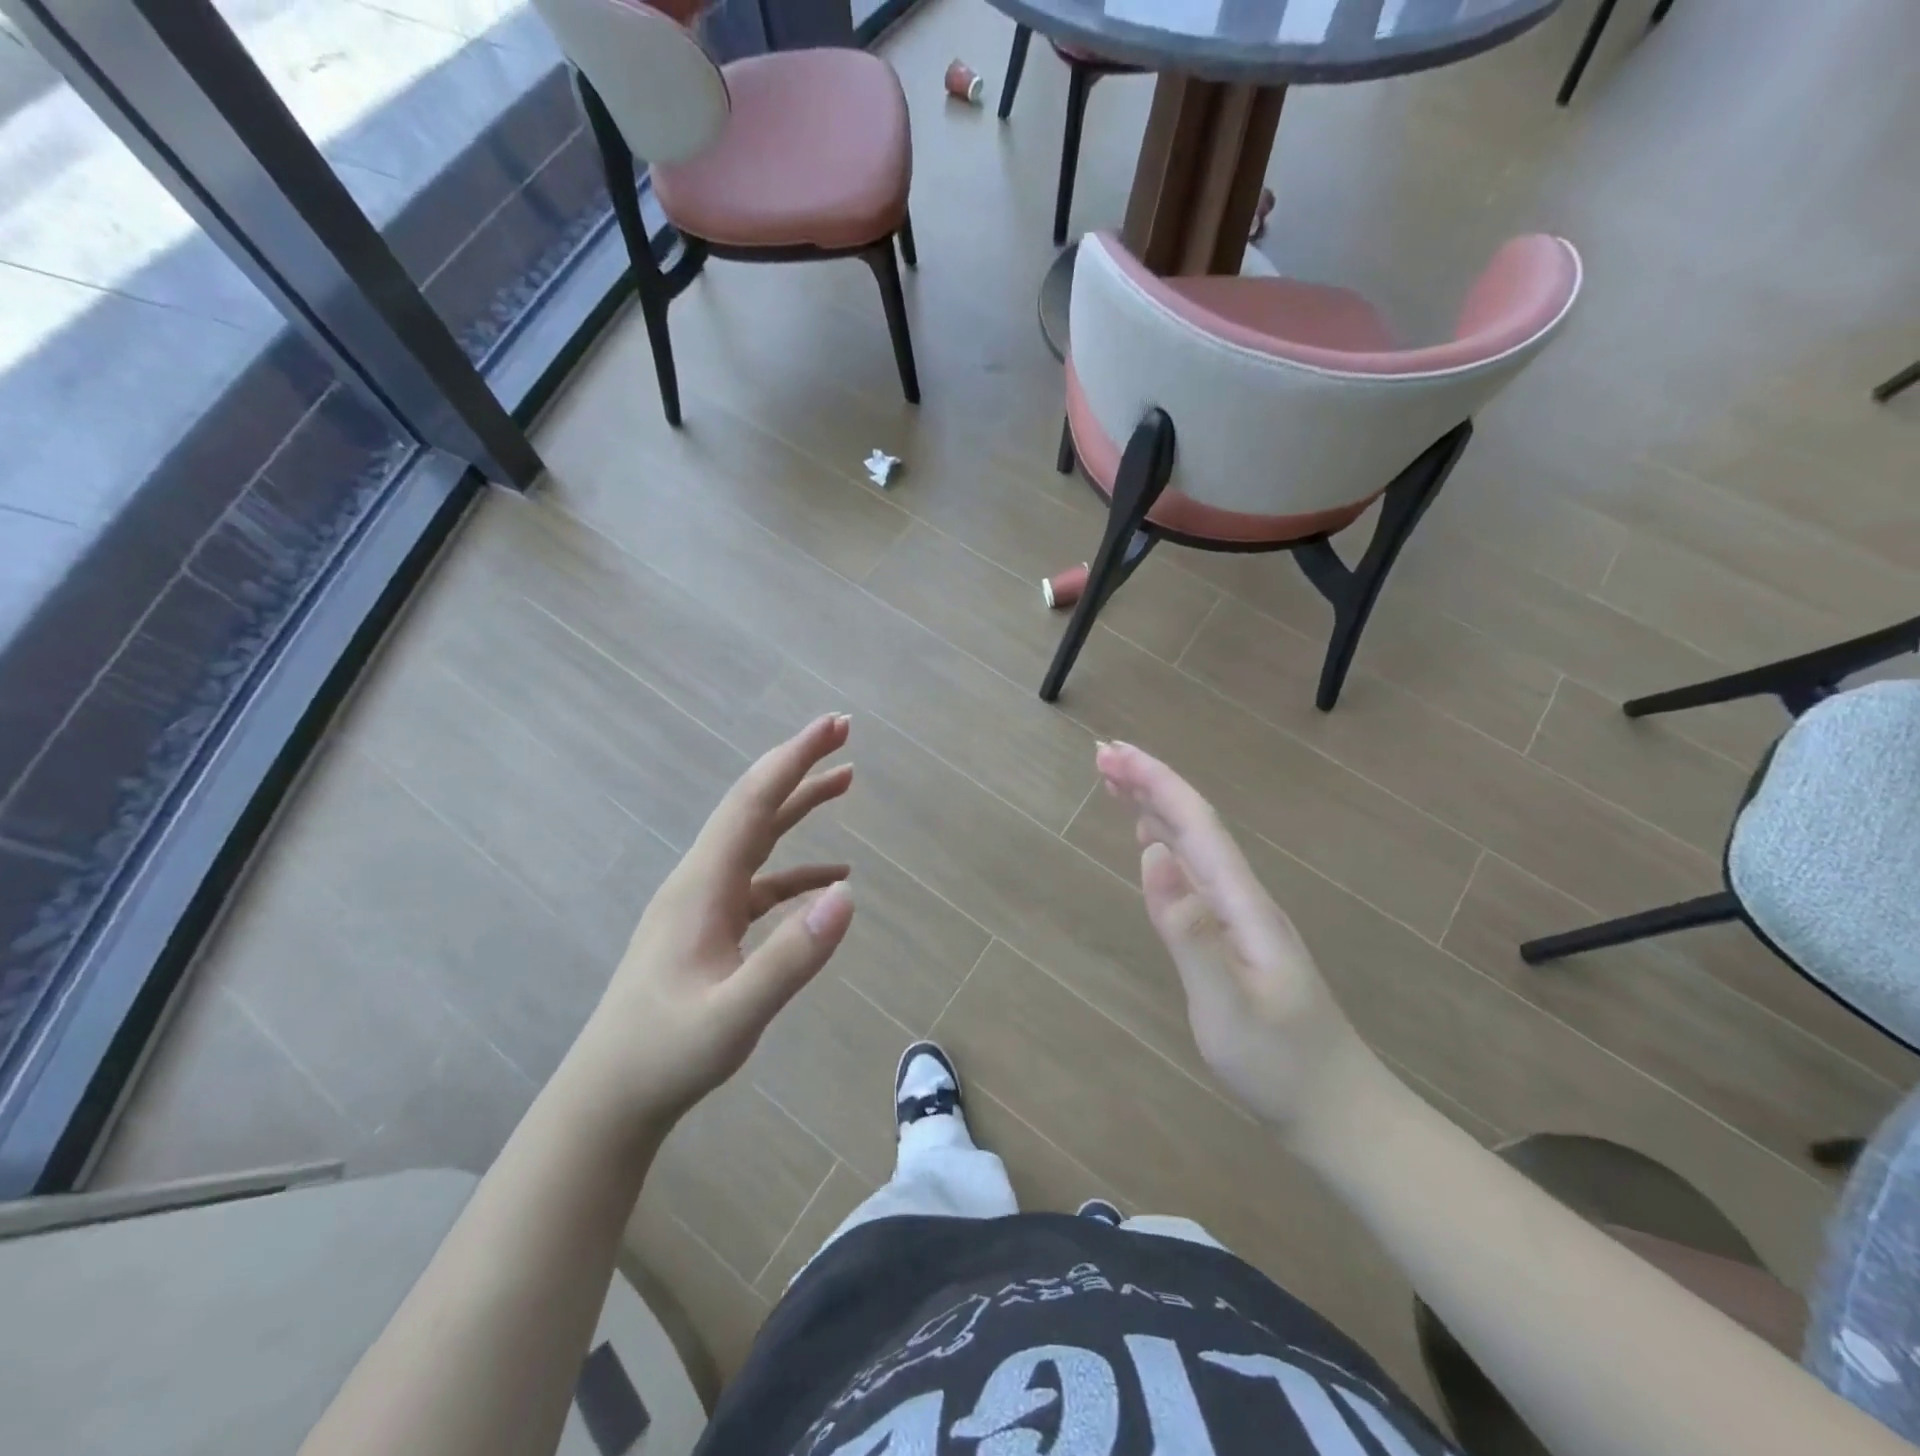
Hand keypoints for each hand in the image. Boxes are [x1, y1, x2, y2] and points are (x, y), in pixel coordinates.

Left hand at [568, 715, 856, 1125]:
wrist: (609, 1098)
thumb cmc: (665, 1055)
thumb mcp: (734, 1015)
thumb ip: (790, 958)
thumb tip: (848, 894)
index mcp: (702, 885)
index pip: (753, 801)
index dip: (794, 758)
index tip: (834, 726)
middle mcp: (701, 880)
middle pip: (754, 805)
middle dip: (799, 765)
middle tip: (844, 734)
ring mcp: (704, 903)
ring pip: (758, 837)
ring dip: (799, 806)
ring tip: (845, 781)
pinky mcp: (710, 927)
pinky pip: (760, 880)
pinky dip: (797, 869)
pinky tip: (830, 879)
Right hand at [1095, 741, 1379, 1146]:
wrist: (1338, 1113)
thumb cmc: (1280, 1066)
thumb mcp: (1228, 1006)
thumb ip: (1189, 931)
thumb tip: (1152, 854)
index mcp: (1243, 904)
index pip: (1197, 825)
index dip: (1155, 783)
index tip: (1112, 753)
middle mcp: (1243, 898)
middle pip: (1195, 824)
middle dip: (1149, 783)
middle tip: (1102, 755)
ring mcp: (1240, 917)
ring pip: (1194, 845)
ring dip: (1155, 807)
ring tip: (1116, 782)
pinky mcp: (1233, 937)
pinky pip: (1194, 873)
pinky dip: (1167, 844)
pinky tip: (1153, 841)